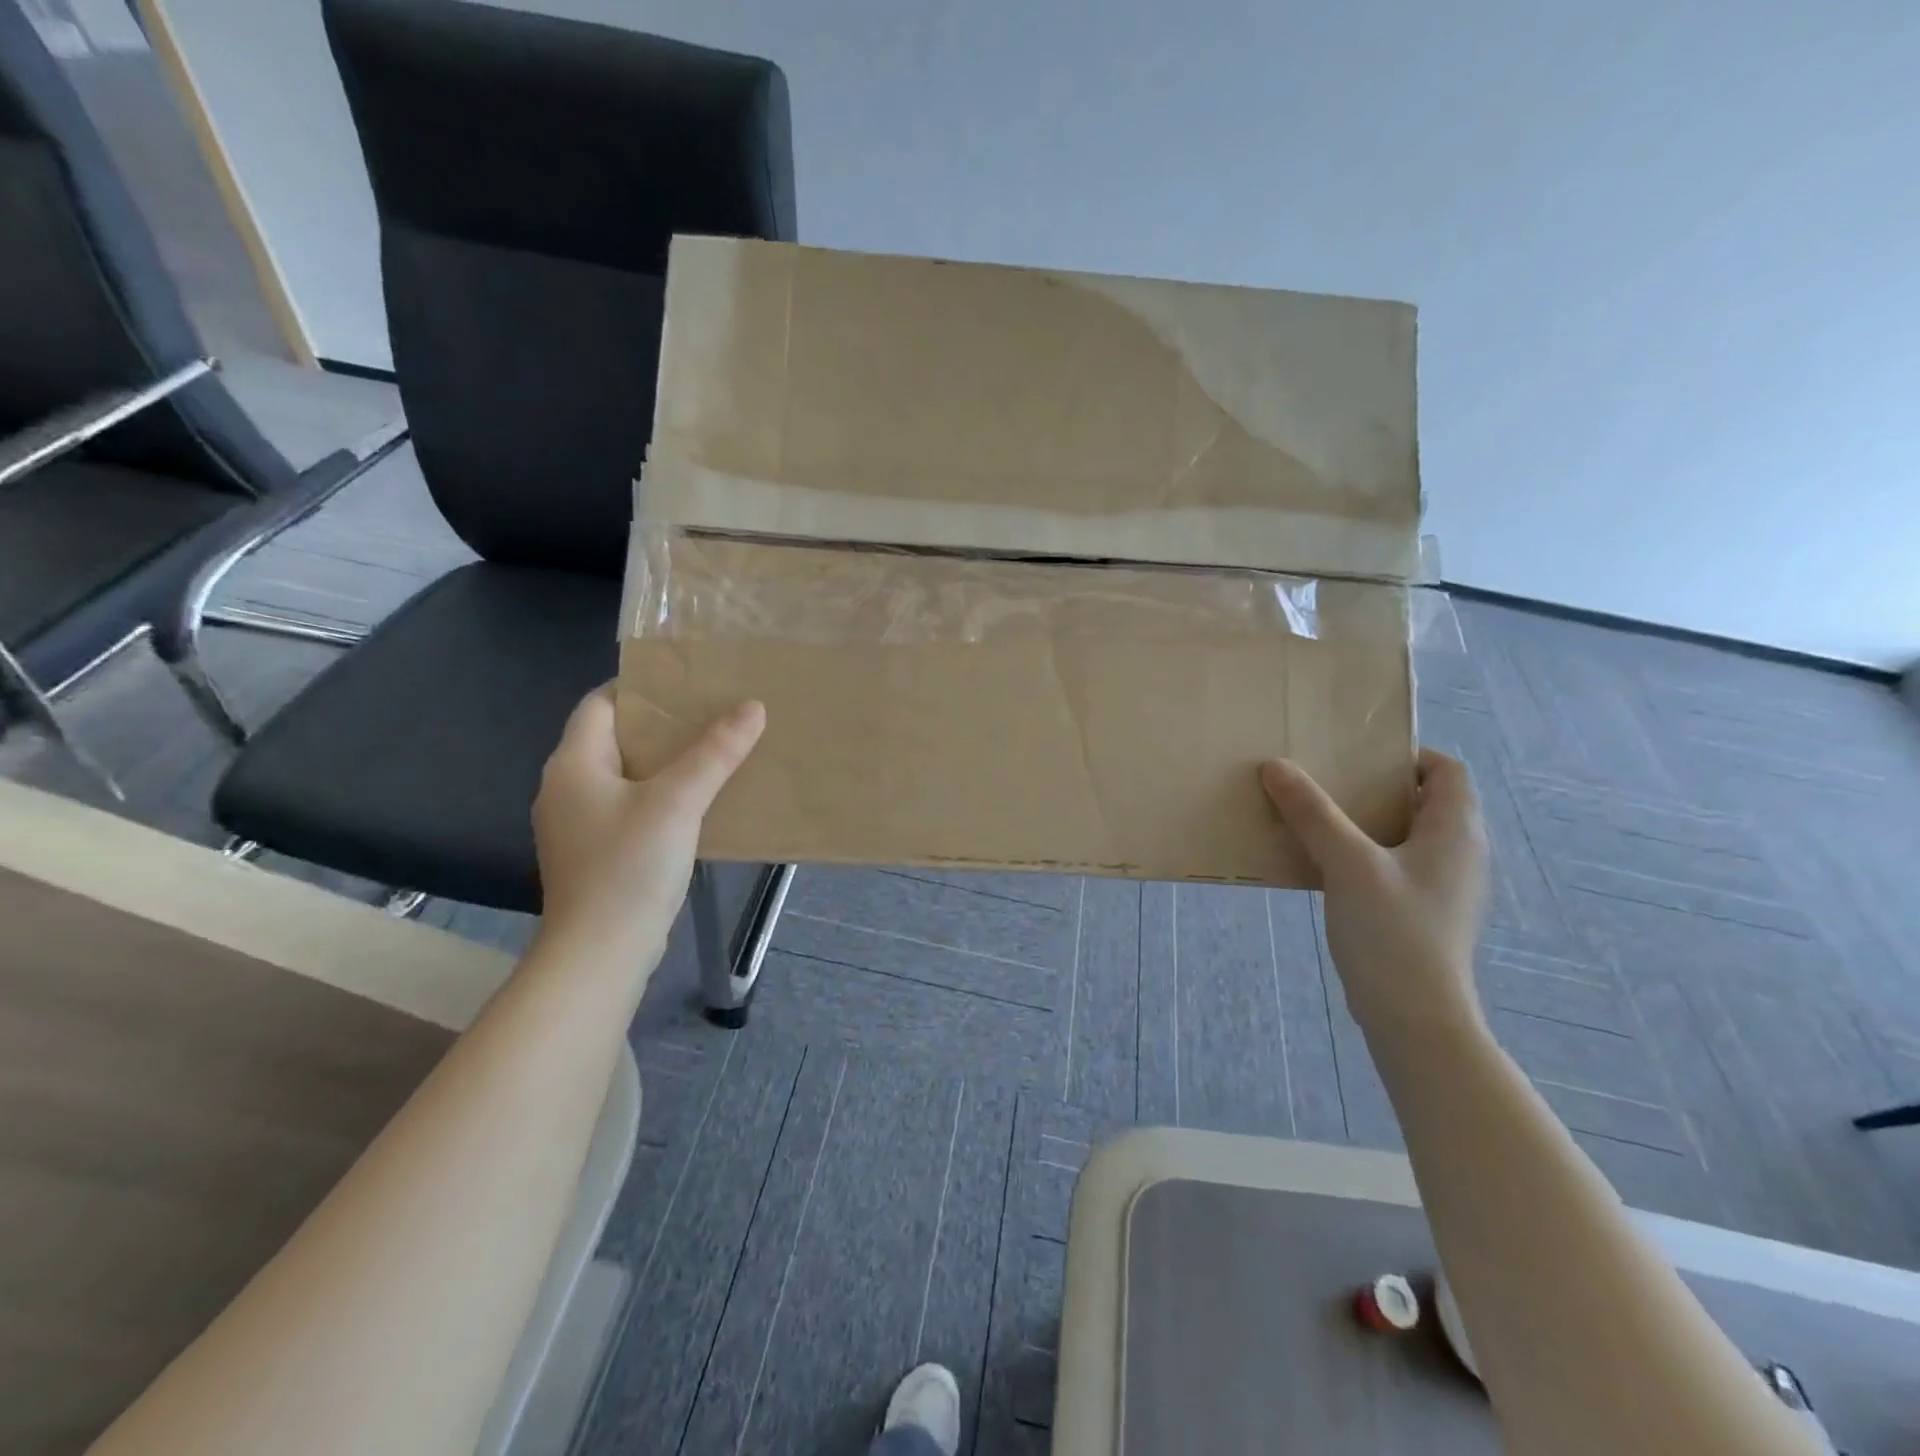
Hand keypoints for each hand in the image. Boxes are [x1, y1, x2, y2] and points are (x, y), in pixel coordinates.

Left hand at [532, 687, 764, 957]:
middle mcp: (567, 788)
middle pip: (615, 738)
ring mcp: (578, 824)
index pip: (599, 703)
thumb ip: (715, 752)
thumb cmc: (629, 867)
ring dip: (665, 762)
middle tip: (711, 713)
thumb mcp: (678, 802)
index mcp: (573, 764)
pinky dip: (660, 796)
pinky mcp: (595, 853)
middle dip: (662, 724)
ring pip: (625, 775)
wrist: (600, 953)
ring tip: (713, 751)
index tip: (686, 682)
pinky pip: (630, 807)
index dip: (639, 687)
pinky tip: (697, 802)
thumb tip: (752, 707)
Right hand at [1261, 748, 1489, 1040]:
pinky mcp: (1422, 913)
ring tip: (1316, 817)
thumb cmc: (1393, 931)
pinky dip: (1363, 853)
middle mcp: (1459, 854)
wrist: (1415, 1018)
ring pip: (1405, 835)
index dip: (1408, 754)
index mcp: (1455, 832)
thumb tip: (1276, 766)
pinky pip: (1394, 865)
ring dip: (1365, 821)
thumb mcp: (1348, 863)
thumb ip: (1312, 813)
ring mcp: (1442, 887)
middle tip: (1326, 781)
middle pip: (1424, 800)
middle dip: (1376, 787)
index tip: (1358, 756)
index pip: (1447, 770)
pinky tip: (1324, 864)